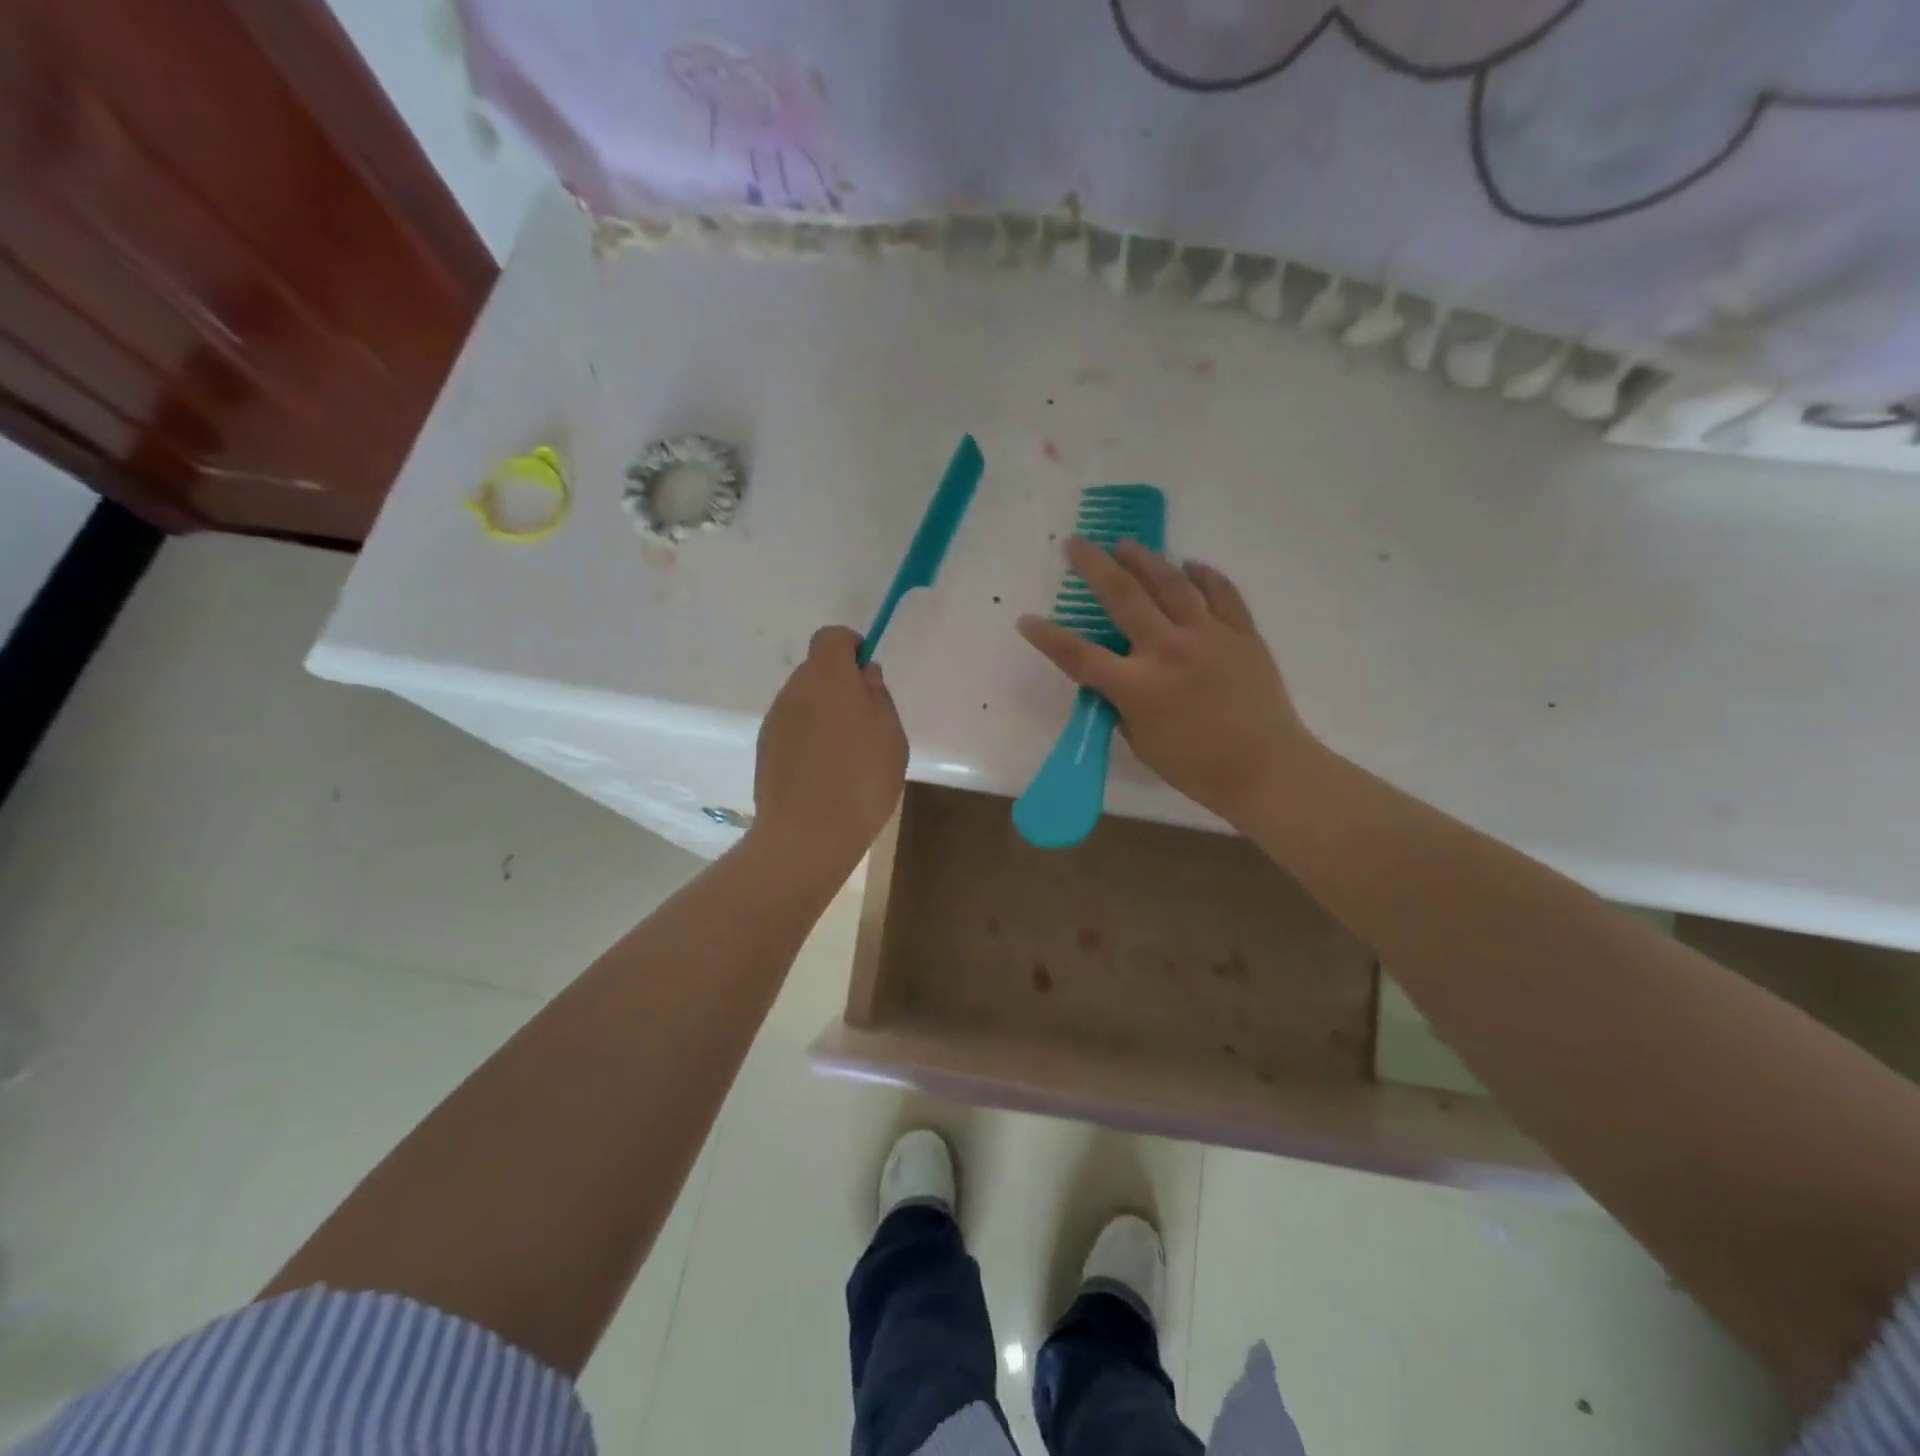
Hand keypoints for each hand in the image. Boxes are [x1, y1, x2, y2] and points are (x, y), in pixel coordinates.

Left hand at [752, 626, 907, 867]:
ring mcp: (775, 722)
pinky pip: (793, 730)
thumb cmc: (861, 779)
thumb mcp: (890, 735)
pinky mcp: (765, 751)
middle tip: (866, 723)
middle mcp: (794, 691)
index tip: (868, 675)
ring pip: (804, 703)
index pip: (832, 637)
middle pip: (816, 671)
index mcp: (827, 677)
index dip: (851, 648)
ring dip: (824, 715)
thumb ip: (877, 697)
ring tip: (847, 756)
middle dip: (840, 686)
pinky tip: (825, 774)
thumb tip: (864, 675)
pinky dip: (809, 739)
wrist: (807, 835)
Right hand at [1018, 540, 1315, 825]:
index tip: (1026, 619)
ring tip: (1125, 544)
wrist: (1266, 768)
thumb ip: (1120, 703)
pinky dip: (1204, 575)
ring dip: (1143, 559)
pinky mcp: (1241, 633)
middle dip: (1094, 566)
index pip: (1080, 654)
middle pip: (1123, 596)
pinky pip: (1221, 593)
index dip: (1048, 637)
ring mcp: (1208, 635)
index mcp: (1137, 685)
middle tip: (1076, 544)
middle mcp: (1168, 649)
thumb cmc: (1196, 766)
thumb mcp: (1141, 741)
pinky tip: (1190, 564)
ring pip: (1170, 583)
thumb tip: (1112, 677)